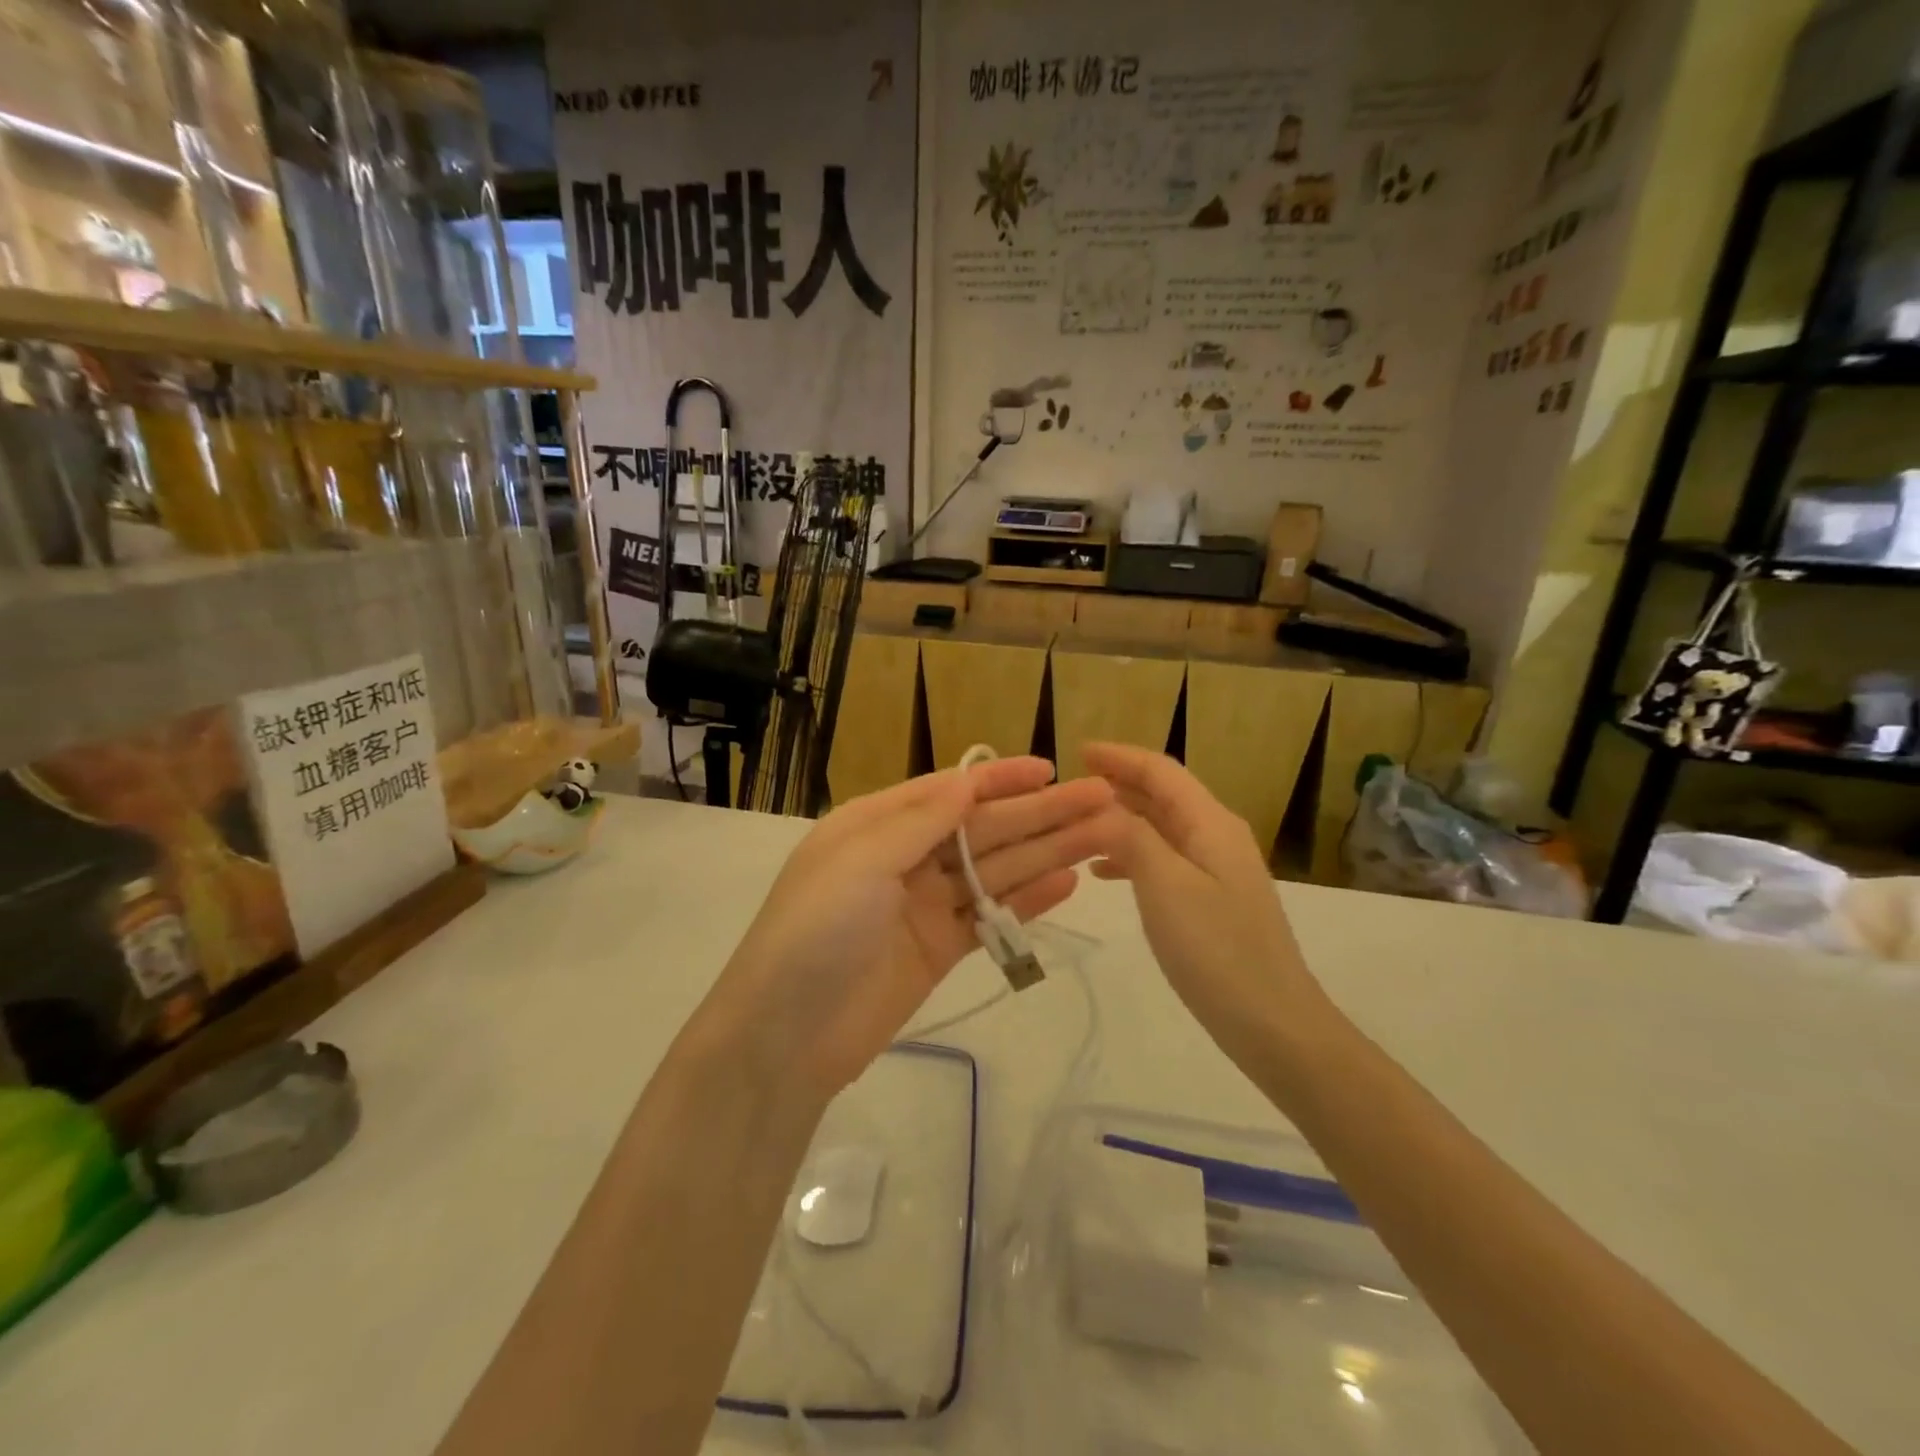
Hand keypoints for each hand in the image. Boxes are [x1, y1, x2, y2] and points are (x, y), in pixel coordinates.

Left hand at [692, 759, 1121, 1097]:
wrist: (785, 1037)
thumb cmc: (815, 931)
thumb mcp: (861, 861)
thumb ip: (920, 821)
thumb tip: (967, 780)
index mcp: (876, 826)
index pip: (948, 792)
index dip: (1000, 780)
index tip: (1049, 770)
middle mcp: (903, 859)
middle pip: (982, 829)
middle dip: (1039, 814)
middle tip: (1102, 801)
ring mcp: (923, 906)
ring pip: (994, 870)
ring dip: (1046, 853)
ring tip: (1101, 836)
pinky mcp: (939, 950)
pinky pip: (990, 917)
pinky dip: (1027, 901)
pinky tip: (1068, 883)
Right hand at [1084, 744, 1324, 1063]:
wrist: (1273, 1023)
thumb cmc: (1216, 949)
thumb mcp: (1165, 886)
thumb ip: (1130, 836)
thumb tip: (1098, 805)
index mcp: (1210, 823)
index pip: (1161, 771)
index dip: (1119, 757)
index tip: (1077, 751)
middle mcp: (1217, 836)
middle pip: (1163, 795)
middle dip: (1118, 784)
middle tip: (1070, 787)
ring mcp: (1218, 869)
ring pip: (1161, 828)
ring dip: (1121, 820)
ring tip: (1076, 826)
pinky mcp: (1212, 900)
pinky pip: (1165, 860)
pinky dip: (1132, 855)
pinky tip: (1103, 872)